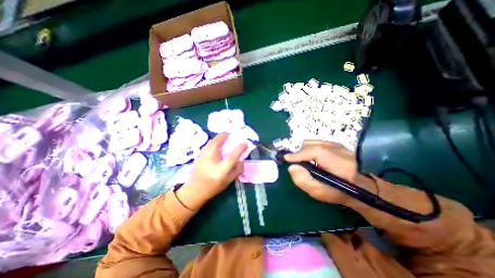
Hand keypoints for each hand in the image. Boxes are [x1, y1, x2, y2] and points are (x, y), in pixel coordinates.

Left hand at [177, 135, 247, 209]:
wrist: (195, 190)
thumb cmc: (213, 186)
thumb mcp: (229, 181)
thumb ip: (237, 170)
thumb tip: (242, 160)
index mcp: (221, 169)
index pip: (233, 156)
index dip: (240, 148)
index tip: (245, 143)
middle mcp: (212, 160)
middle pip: (218, 142)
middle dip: (226, 135)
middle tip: (232, 134)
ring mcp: (204, 156)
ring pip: (212, 141)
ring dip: (219, 137)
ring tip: (225, 136)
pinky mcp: (200, 155)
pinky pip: (209, 143)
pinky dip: (214, 140)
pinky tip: (217, 143)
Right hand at [284, 140, 357, 204]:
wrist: (356, 186)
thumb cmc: (337, 192)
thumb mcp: (319, 192)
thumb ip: (303, 181)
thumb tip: (292, 167)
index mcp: (341, 163)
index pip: (317, 152)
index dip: (300, 154)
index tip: (287, 158)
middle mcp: (341, 149)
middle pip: (312, 145)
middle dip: (300, 153)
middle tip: (297, 164)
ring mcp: (338, 144)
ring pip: (312, 142)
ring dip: (304, 151)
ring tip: (305, 162)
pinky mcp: (335, 143)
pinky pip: (315, 142)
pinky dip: (309, 149)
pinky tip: (312, 158)